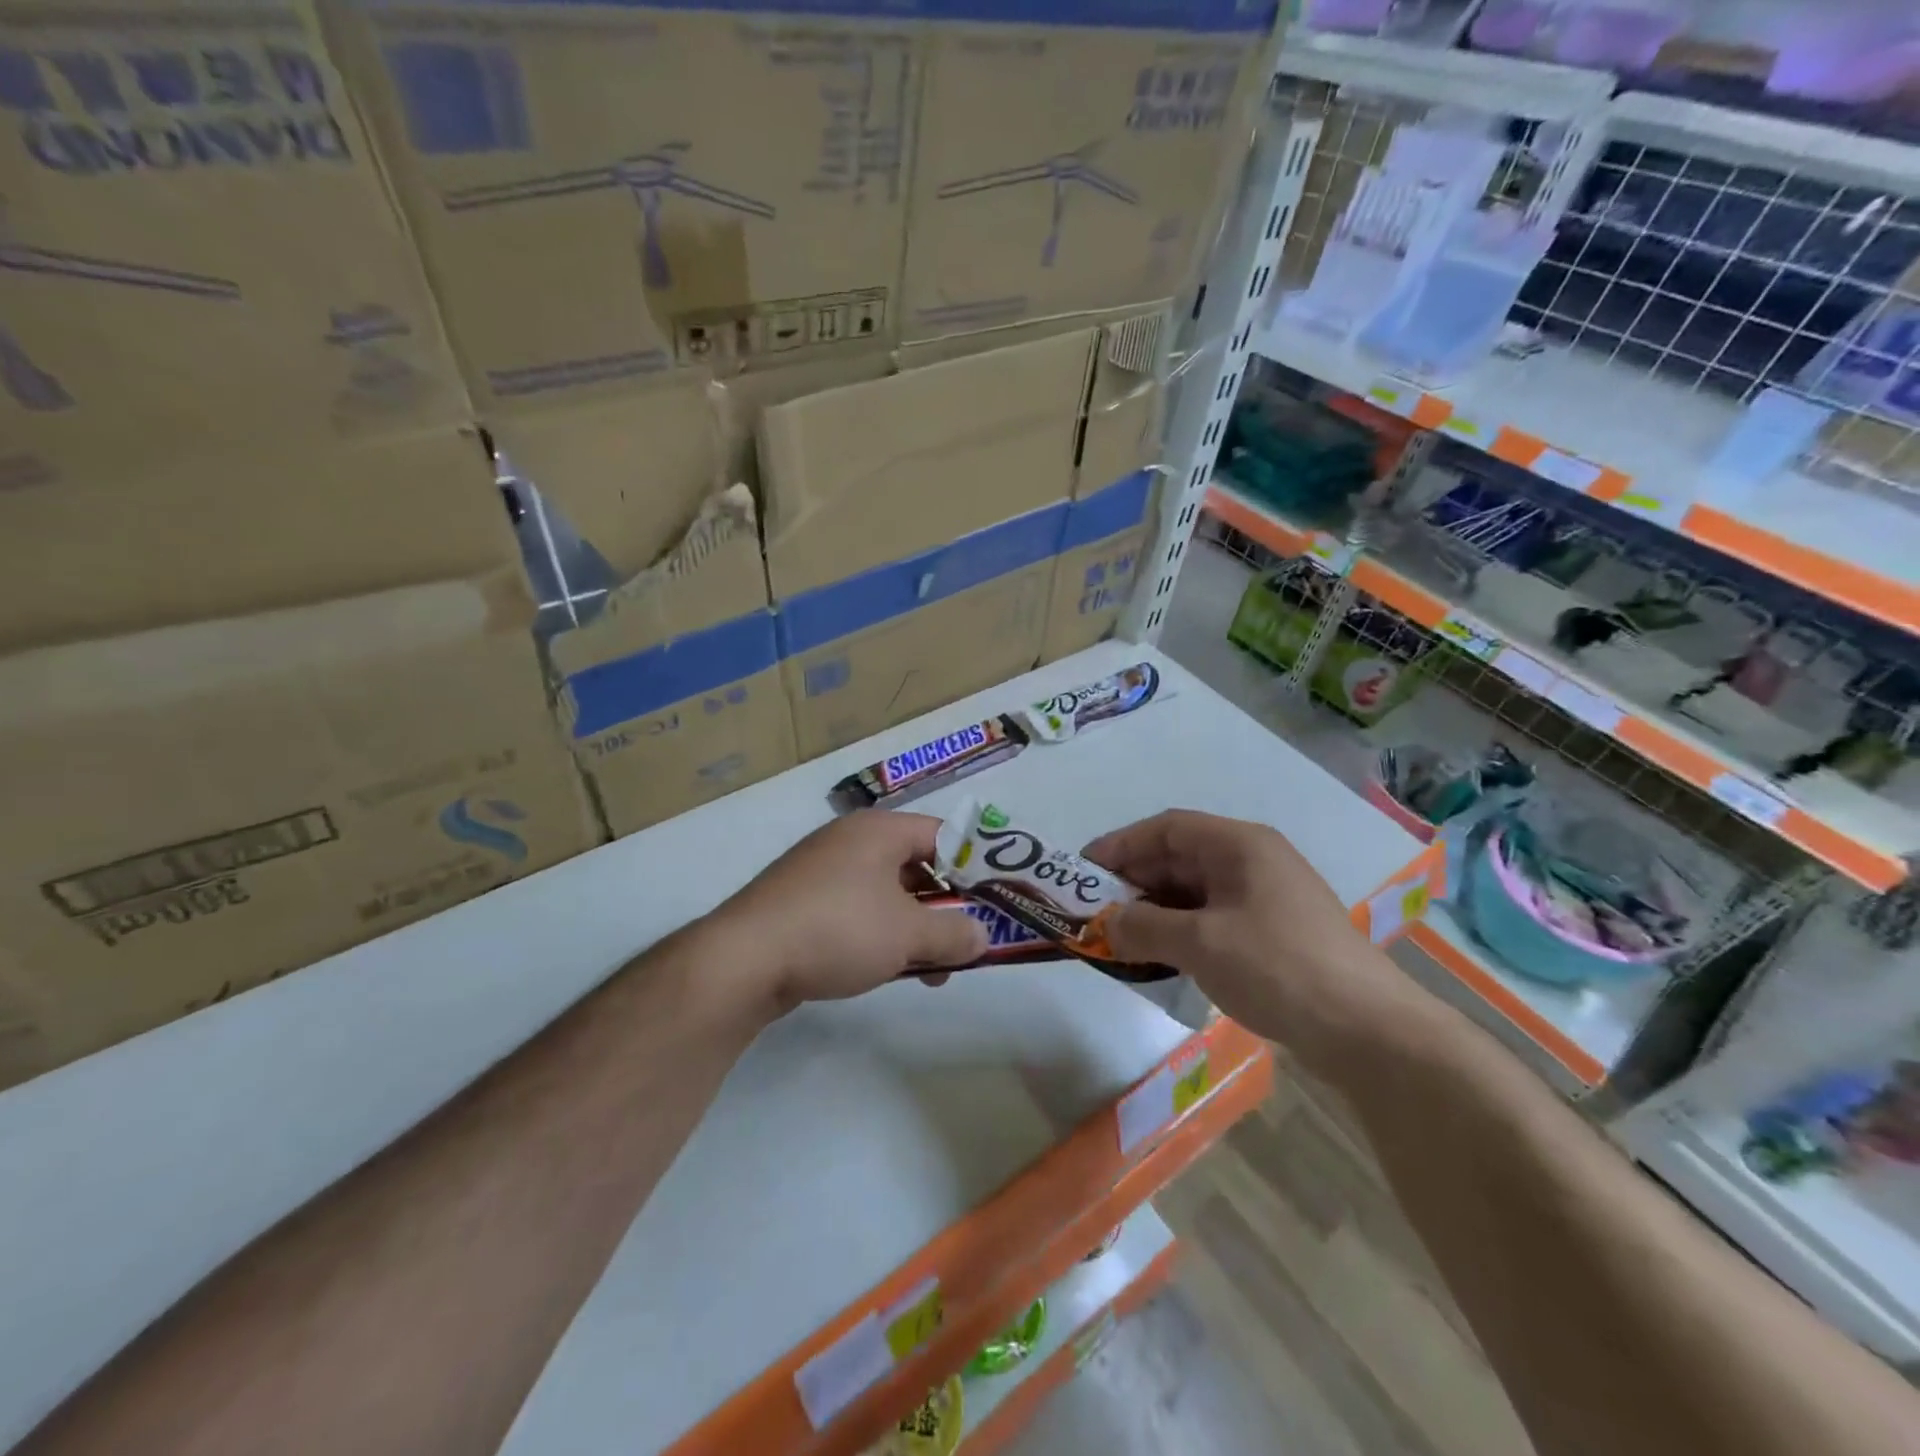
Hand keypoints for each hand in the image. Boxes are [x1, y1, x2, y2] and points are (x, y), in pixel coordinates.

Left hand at [708, 811, 988, 1011]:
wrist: (744, 960)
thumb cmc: (838, 930)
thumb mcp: (908, 934)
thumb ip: (954, 933)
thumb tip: (981, 937)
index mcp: (878, 830)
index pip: (944, 834)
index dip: (975, 866)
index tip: (995, 901)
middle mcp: (850, 841)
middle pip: (916, 865)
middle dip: (945, 906)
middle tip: (966, 940)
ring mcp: (821, 871)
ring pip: (887, 893)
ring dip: (915, 927)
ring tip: (932, 970)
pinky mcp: (802, 903)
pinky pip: (857, 910)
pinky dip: (881, 934)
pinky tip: (888, 969)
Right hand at [1084, 810, 1418, 1065]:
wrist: (1368, 1030)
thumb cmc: (1277, 967)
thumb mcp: (1200, 944)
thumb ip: (1144, 927)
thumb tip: (1107, 925)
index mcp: (1240, 845)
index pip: (1166, 828)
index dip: (1121, 845)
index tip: (1083, 871)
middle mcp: (1254, 861)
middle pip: (1180, 857)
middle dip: (1135, 882)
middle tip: (1096, 910)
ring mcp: (1267, 898)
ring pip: (1195, 891)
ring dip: (1156, 910)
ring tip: (1121, 936)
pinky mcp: (1275, 932)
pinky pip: (1213, 918)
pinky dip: (1182, 930)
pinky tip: (1161, 955)